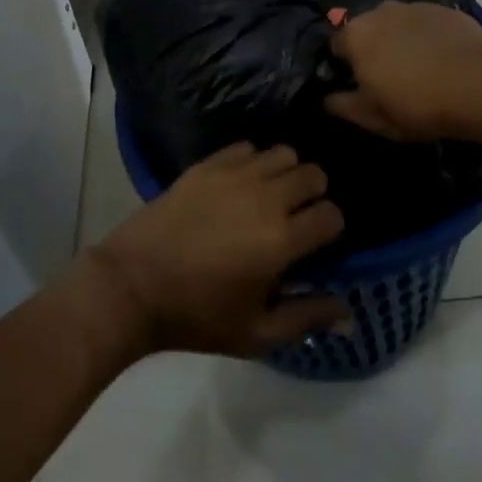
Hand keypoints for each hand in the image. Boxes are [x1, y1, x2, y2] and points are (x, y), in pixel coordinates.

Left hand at [86, 143, 349, 356]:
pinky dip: (252, 161)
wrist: (132, 286)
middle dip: (313, 194)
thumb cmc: (196, 316)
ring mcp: (234, 176)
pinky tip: (241, 183)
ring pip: (283, 152)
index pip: (331, 215)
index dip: (330, 228)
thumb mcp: (256, 334)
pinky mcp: (206, 166)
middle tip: (295, 216)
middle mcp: (265, 198)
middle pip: (313, 174)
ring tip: (270, 195)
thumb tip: (350, 315)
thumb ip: (307, 318)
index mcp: (281, 240)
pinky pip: (246, 147)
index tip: (315, 242)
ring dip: (285, 172)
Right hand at [325, 0, 481, 142]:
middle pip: (366, 31)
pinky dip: (426, 38)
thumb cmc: (419, 104)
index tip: (358, 87)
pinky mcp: (445, 10)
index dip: (343, 68)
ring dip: (399, 41)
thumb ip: (342, 106)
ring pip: (396, 24)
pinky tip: (441, 60)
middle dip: (371, 50)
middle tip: (387, 79)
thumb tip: (327, 98)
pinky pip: (424, 24)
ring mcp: (415, 6)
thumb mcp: (374, 118)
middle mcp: (380, 11)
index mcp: (356, 35)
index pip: (335, 47)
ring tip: (417, 69)